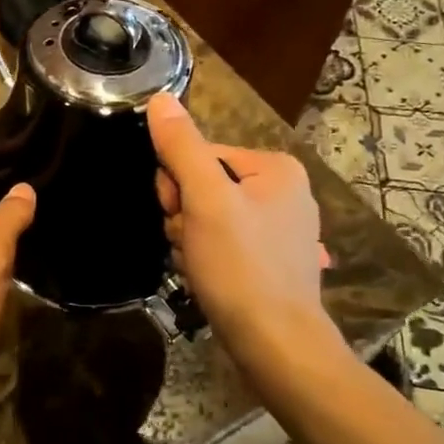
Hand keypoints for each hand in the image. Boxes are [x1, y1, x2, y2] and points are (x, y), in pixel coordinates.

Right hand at [146, 93, 338, 362]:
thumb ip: (181, 147)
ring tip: (199, 264)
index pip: (198, 155)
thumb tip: (159, 98)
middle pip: (202, 185)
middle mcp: (283, 191)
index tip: (178, 215)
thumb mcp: (205, 200)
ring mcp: (279, 228)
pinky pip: (222, 241)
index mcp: (275, 167)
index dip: (176, 185)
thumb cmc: (241, 266)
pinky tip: (209, 277)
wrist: (276, 346)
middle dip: (184, 215)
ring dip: (190, 239)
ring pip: (207, 216)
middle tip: (191, 243)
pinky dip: (207, 257)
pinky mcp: (271, 260)